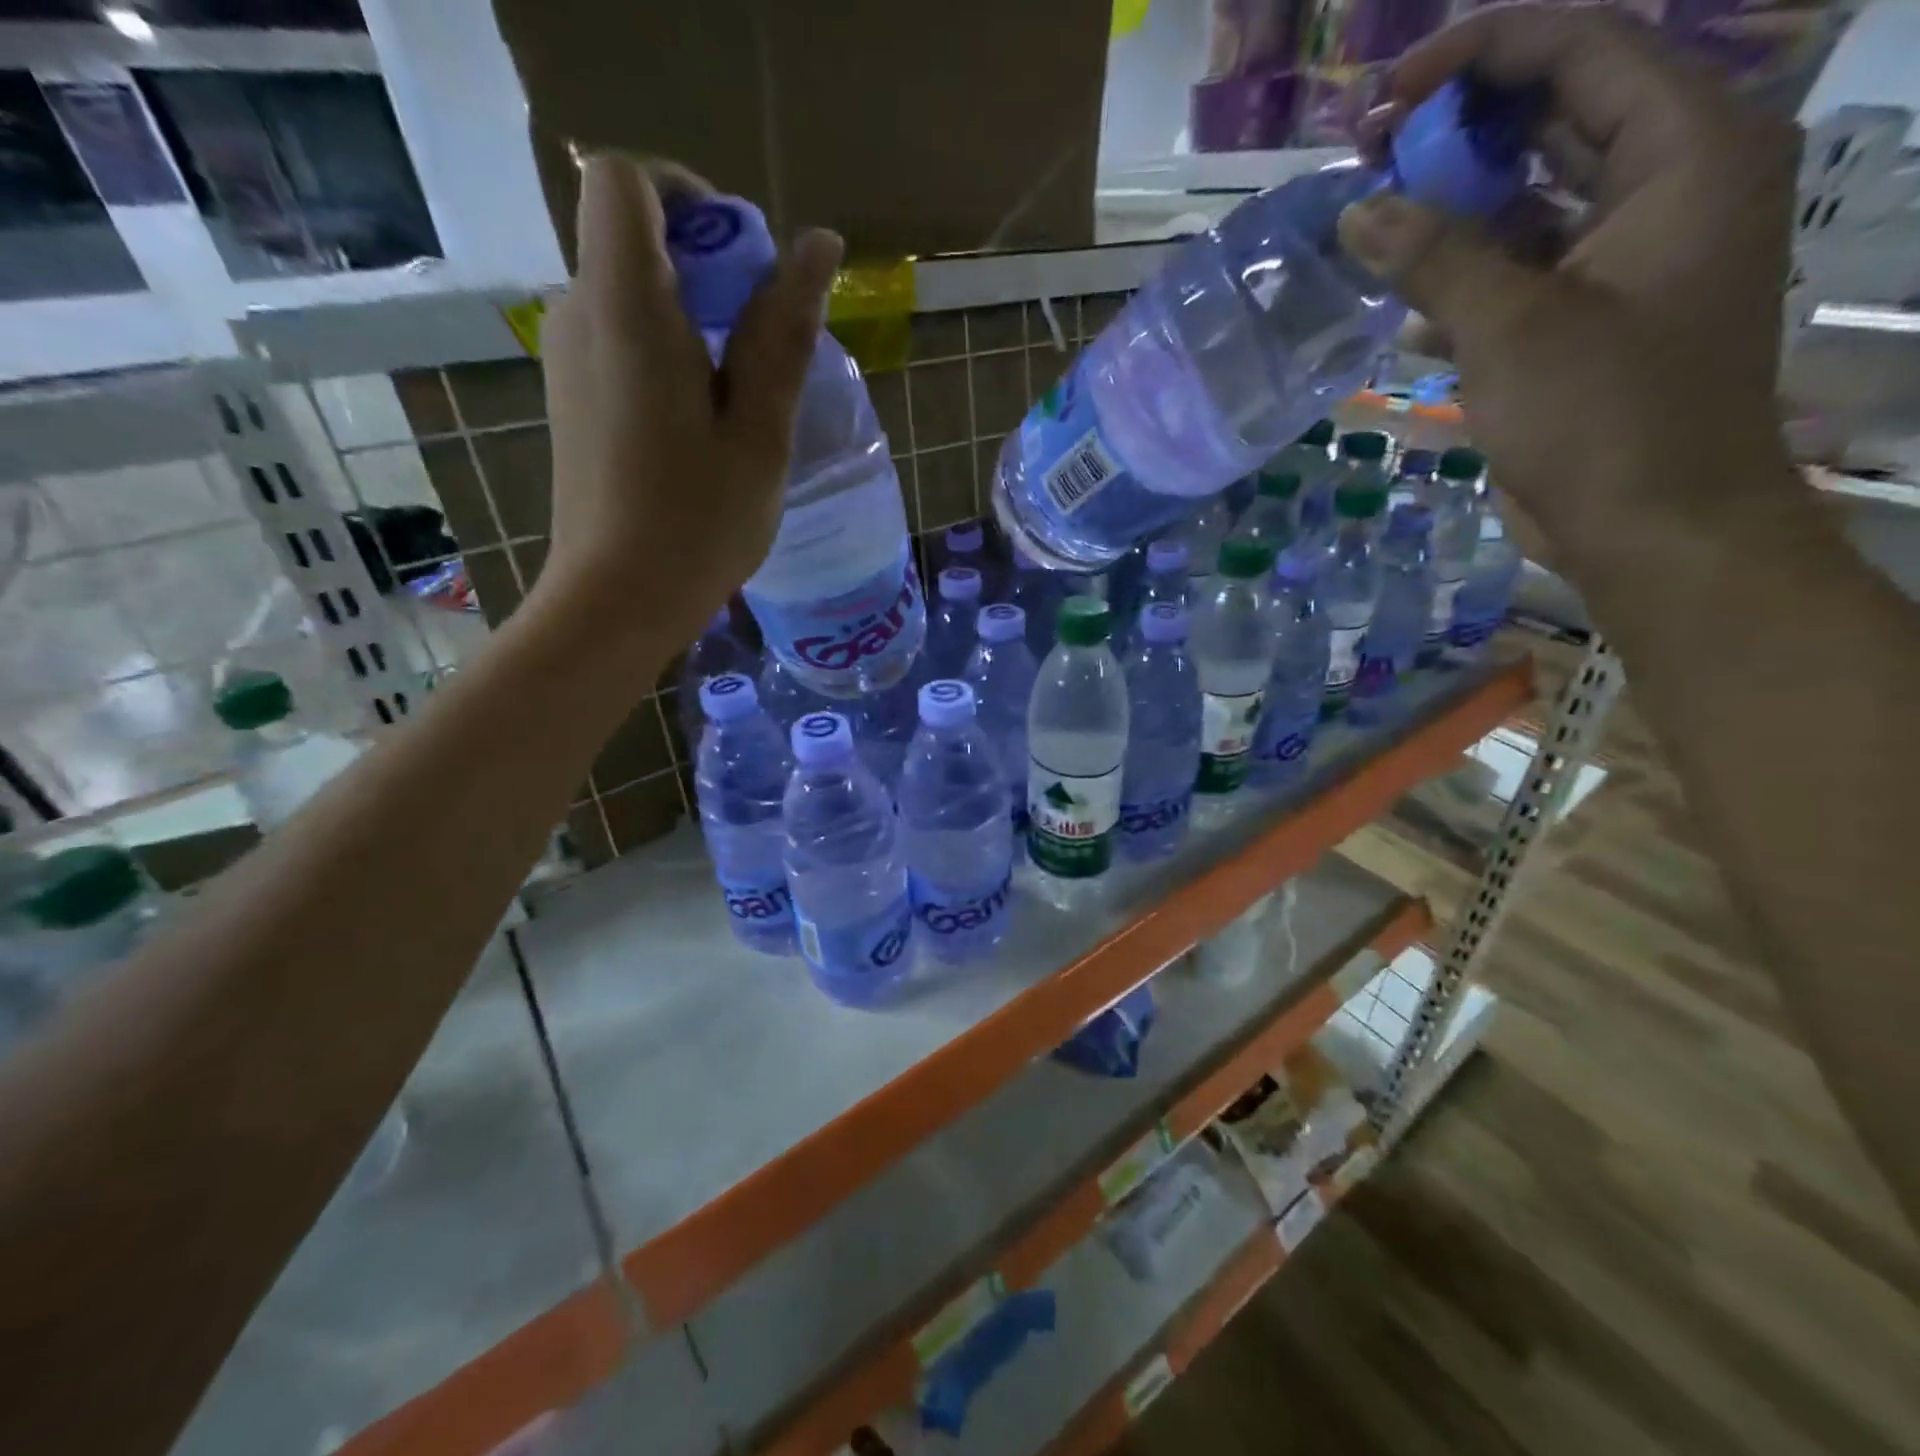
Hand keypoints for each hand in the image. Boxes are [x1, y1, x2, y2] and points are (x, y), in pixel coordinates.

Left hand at [537, 155, 842, 644]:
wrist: (616, 601)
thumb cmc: (699, 521)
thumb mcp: (760, 429)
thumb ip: (784, 332)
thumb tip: (819, 247)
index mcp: (626, 307)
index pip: (626, 180)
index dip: (690, 197)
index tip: (746, 264)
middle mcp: (580, 315)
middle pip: (633, 237)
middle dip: (707, 267)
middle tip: (765, 349)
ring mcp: (568, 360)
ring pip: (631, 295)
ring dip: (694, 318)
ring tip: (743, 398)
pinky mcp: (573, 400)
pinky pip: (621, 342)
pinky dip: (669, 354)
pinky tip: (704, 425)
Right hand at [1337, 5, 1799, 552]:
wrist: (1651, 524)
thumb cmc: (1602, 418)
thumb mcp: (1512, 327)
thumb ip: (1435, 256)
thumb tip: (1358, 211)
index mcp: (1687, 150)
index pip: (1580, 49)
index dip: (1475, 58)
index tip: (1383, 104)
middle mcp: (1668, 182)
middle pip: (1555, 114)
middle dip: (1456, 133)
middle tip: (1366, 160)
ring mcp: (1627, 252)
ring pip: (1531, 195)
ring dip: (1450, 209)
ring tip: (1371, 226)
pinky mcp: (1589, 314)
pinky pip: (1520, 266)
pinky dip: (1463, 277)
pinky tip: (1405, 306)